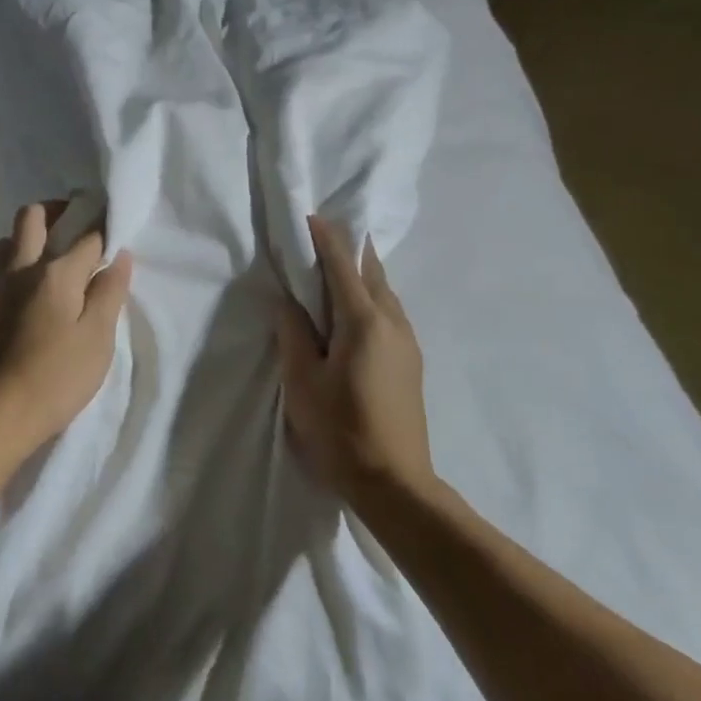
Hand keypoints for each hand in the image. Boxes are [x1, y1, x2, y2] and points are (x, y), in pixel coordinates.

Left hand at [0, 202, 133, 458]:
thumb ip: (109, 293)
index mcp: (57, 274)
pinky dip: (3, 278)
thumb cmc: (55, 381)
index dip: (103, 226)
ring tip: (43, 263)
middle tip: (73, 227)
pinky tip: (12, 299)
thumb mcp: (97, 341)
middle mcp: (20, 269)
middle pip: (32, 216)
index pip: (88, 235)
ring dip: (24, 241)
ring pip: (4, 243)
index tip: (112, 226)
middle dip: (55, 211)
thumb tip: (120, 255)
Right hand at [275, 214, 431, 499]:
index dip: (327, 238)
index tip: (312, 216)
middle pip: (372, 272)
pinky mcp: (412, 361)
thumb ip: (293, 334)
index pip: (343, 266)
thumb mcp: (302, 382)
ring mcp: (408, 342)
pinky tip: (354, 312)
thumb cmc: (341, 430)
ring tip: (336, 270)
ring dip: (362, 274)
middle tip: (325, 238)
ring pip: (385, 292)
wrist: (395, 484)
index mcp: (363, 321)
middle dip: (350, 250)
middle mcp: (392, 322)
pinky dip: (370, 297)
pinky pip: (389, 312)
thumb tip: (288, 302)